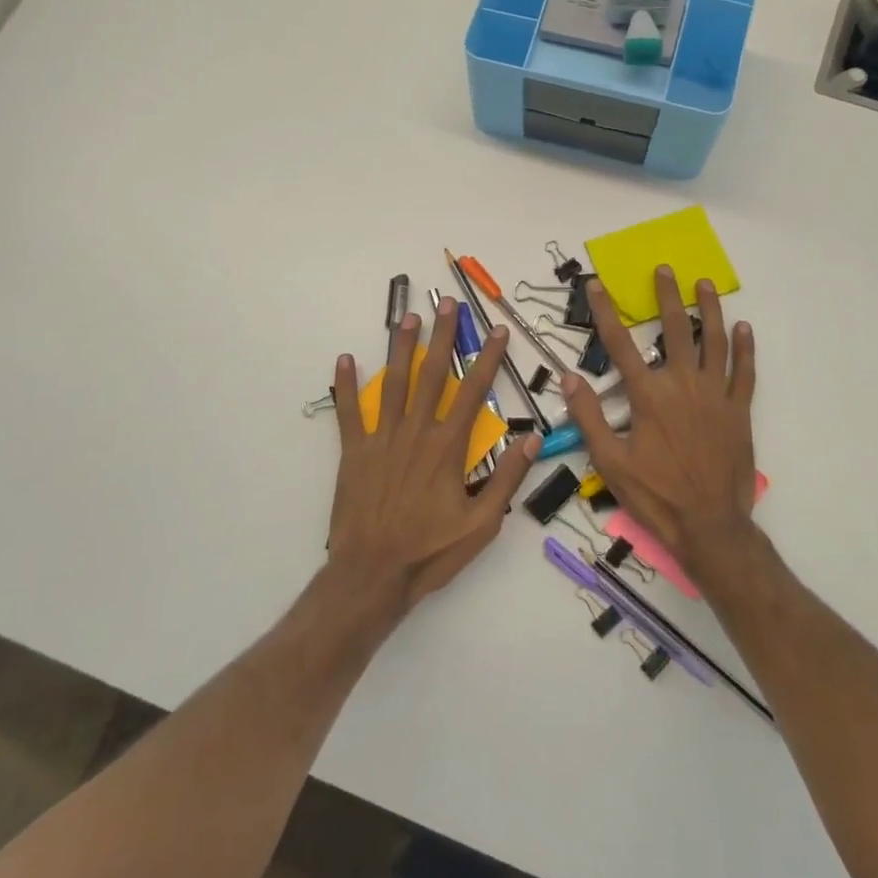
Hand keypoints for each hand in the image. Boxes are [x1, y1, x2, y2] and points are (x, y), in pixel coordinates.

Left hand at [325, 298, 538, 617]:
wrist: (373, 574)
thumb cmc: (431, 551)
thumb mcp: (482, 524)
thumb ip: (507, 479)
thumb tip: (532, 439)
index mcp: (448, 447)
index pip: (474, 391)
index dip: (487, 358)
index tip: (496, 331)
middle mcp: (416, 432)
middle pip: (431, 374)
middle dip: (442, 336)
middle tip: (446, 303)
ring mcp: (382, 439)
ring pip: (392, 382)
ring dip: (400, 347)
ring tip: (406, 317)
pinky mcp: (354, 452)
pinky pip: (349, 412)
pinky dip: (346, 385)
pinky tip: (345, 358)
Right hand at [561, 268, 758, 588]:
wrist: (709, 525)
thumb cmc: (655, 496)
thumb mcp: (610, 462)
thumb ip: (589, 417)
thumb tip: (569, 378)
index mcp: (648, 397)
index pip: (620, 345)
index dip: (605, 312)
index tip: (597, 286)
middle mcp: (682, 386)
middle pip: (673, 331)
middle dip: (666, 297)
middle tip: (664, 269)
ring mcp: (714, 396)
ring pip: (713, 343)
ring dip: (709, 311)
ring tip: (705, 284)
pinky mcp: (738, 411)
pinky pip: (743, 373)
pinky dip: (744, 349)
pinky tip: (743, 328)